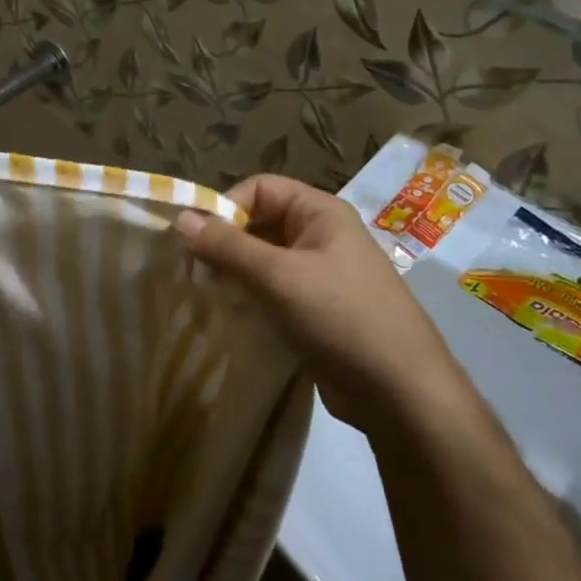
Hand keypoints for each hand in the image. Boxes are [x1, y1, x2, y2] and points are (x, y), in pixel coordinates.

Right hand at [176, 175, 461, 435]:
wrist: (400, 392)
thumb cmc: (341, 318)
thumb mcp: (278, 276)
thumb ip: (227, 246)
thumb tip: (180, 218)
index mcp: (321, 213)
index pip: (260, 188)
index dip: (226, 207)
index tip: (196, 240)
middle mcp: (321, 236)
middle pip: (260, 223)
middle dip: (224, 242)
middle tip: (193, 271)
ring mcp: (320, 275)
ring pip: (263, 260)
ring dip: (233, 273)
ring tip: (205, 294)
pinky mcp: (315, 310)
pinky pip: (272, 291)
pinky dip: (248, 297)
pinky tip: (228, 315)